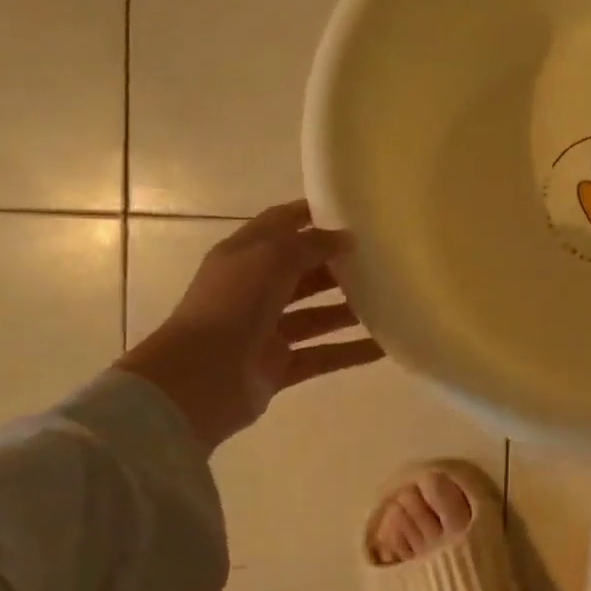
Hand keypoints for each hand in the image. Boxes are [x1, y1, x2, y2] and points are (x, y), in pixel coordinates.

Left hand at [118, 201, 383, 452]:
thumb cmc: (233, 304)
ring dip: (350, 310)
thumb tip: (344, 239)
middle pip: (303, 272)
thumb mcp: (272, 257)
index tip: (352, 212)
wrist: (199, 378)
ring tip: (391, 303)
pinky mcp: (278, 366)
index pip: (281, 225)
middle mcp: (254, 290)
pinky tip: (385, 348)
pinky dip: (351, 352)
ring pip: (316, 315)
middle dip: (339, 266)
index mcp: (244, 256)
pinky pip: (322, 355)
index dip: (312, 215)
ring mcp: (266, 330)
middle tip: (383, 261)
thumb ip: (311, 244)